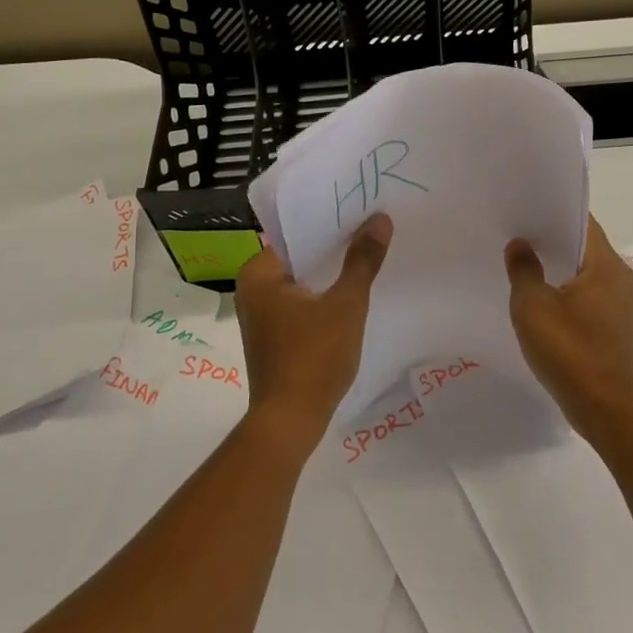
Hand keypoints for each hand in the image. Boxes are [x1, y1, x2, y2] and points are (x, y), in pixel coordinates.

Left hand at [234, 213, 392, 448]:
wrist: (291, 422)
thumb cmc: (313, 357)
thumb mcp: (346, 304)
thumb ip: (362, 260)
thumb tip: (380, 219)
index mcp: (258, 272)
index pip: (297, 233)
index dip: (330, 222)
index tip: (361, 210)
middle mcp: (252, 288)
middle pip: (300, 256)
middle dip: (334, 247)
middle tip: (372, 228)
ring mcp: (261, 314)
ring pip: (303, 280)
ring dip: (330, 273)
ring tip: (368, 254)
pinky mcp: (274, 335)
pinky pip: (301, 302)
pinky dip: (323, 296)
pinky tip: (352, 292)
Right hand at [505, 217, 632, 445]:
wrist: (604, 408)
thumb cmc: (569, 350)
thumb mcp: (533, 306)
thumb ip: (524, 269)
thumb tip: (520, 245)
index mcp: (606, 265)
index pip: (581, 222)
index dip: (553, 212)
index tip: (526, 208)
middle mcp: (619, 278)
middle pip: (583, 246)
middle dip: (551, 240)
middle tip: (516, 233)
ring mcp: (619, 304)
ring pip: (583, 273)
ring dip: (556, 267)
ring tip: (521, 262)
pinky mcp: (612, 327)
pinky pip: (586, 296)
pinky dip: (564, 291)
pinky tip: (538, 299)